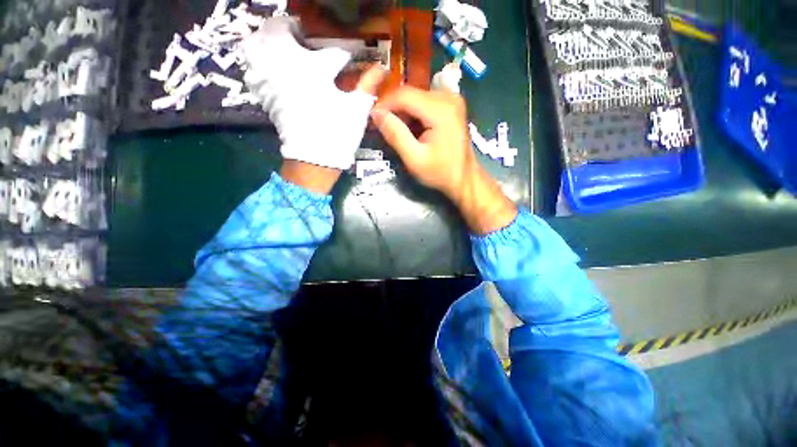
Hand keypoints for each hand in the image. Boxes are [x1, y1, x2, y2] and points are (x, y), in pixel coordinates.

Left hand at [242, 17, 384, 170]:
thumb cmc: (337, 132)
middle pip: (277, 30)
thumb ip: (368, 85)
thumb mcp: (357, 109)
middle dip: (292, 30)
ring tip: (286, 48)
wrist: (313, 160)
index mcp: (312, 67)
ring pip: (256, 44)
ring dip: (270, 41)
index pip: (328, 50)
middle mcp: (284, 65)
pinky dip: (260, 61)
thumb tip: (382, 68)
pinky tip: (274, 69)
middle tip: (307, 39)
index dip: (341, 53)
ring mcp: (268, 78)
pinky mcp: (262, 94)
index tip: (347, 58)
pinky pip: (252, 67)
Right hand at [371, 86, 516, 233]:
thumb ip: (395, 134)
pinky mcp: (451, 106)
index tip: (373, 120)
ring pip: (416, 98)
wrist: (464, 178)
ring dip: (403, 114)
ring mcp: (451, 99)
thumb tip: (376, 114)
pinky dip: (414, 115)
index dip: (384, 104)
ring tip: (396, 133)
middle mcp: (448, 97)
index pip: (404, 95)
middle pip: (410, 94)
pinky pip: (425, 103)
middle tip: (383, 129)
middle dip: (393, 110)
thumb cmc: (441, 172)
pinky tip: (411, 131)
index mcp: (440, 109)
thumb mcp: (414, 159)